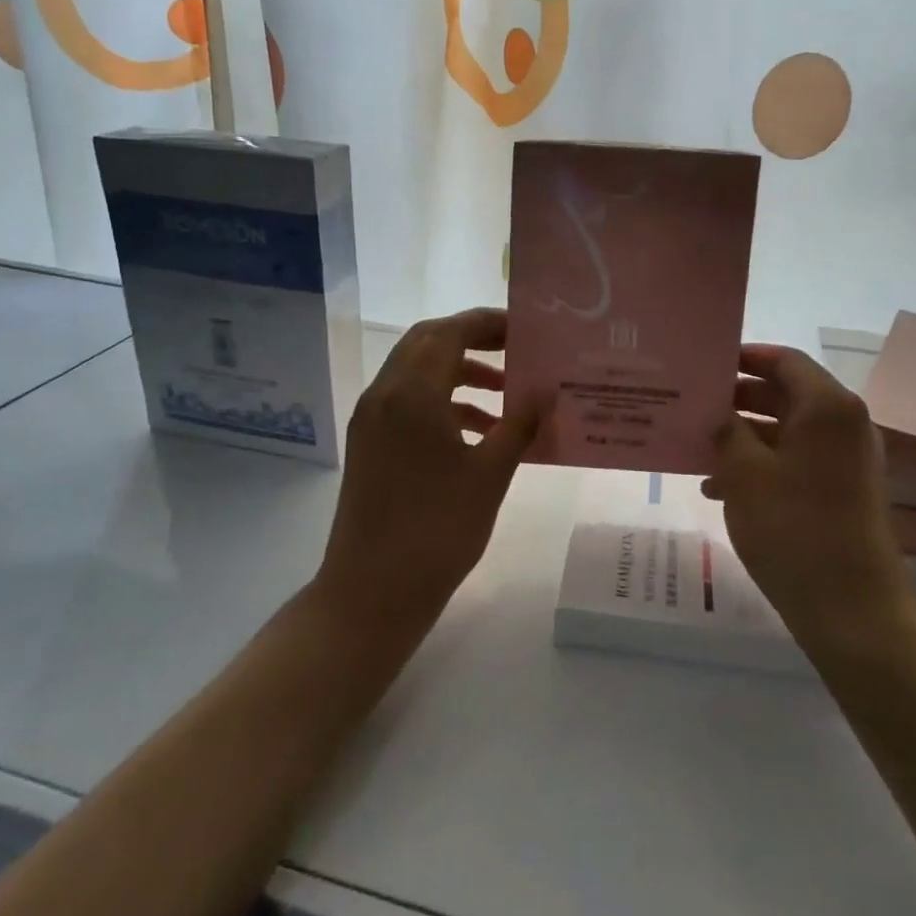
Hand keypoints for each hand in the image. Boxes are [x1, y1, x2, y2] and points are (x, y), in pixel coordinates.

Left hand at [314, 308, 538, 632]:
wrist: (371, 592)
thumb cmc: (437, 531)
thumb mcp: (489, 475)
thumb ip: (519, 425)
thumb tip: (546, 392)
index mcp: (412, 394)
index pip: (450, 333)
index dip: (488, 323)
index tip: (526, 329)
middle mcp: (384, 394)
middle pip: (428, 342)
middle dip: (473, 339)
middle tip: (516, 348)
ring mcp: (372, 419)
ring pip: (417, 371)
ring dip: (459, 370)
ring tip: (507, 390)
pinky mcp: (369, 443)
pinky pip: (408, 401)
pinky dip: (442, 400)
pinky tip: (480, 427)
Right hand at [703, 345, 911, 639]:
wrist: (852, 611)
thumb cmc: (794, 530)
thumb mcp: (745, 475)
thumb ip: (726, 431)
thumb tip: (717, 413)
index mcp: (828, 408)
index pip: (785, 360)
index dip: (746, 357)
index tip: (707, 365)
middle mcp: (845, 425)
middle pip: (786, 393)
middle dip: (738, 399)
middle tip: (694, 405)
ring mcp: (847, 460)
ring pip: (788, 430)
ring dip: (744, 435)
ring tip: (697, 449)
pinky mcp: (843, 491)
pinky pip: (796, 460)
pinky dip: (761, 464)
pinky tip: (718, 487)